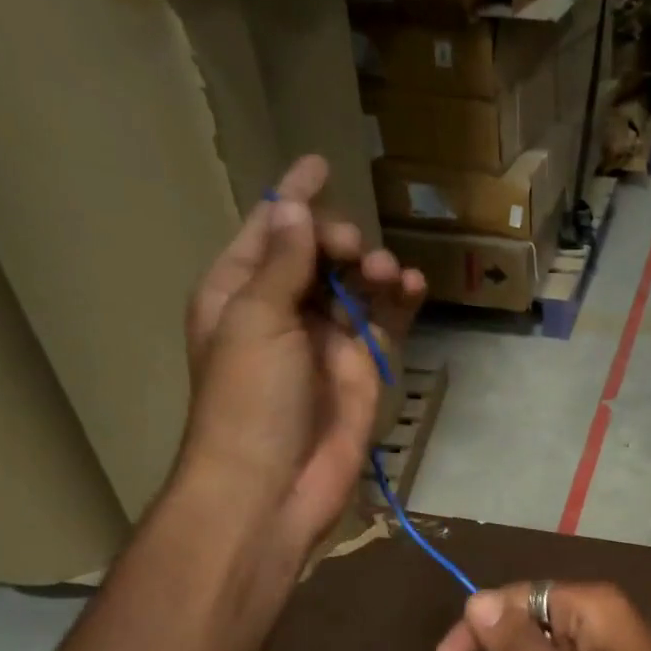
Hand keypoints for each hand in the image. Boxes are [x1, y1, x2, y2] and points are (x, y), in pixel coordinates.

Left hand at [178, 156, 423, 553]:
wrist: (273, 486)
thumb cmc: (249, 400)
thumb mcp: (256, 320)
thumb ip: (281, 263)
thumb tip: (292, 207)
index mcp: (238, 293)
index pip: (268, 232)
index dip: (292, 198)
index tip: (320, 163)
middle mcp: (281, 312)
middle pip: (316, 255)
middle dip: (339, 240)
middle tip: (353, 250)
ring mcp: (324, 342)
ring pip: (355, 287)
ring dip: (373, 270)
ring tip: (386, 273)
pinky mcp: (361, 370)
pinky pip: (384, 324)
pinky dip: (399, 303)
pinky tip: (413, 287)